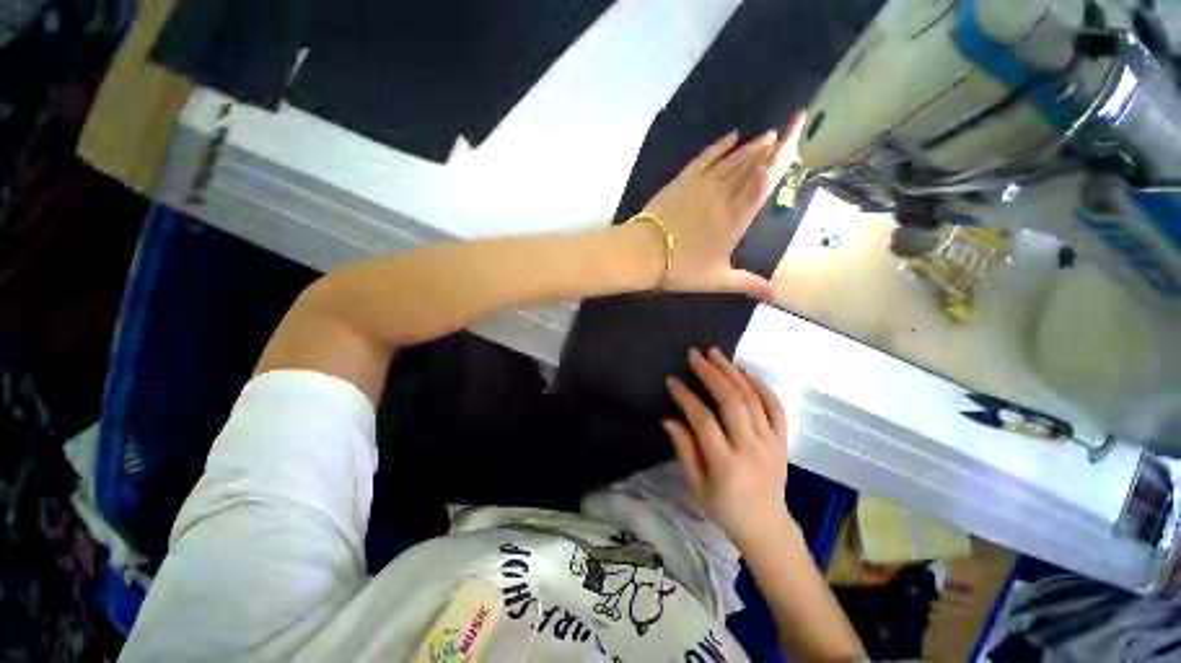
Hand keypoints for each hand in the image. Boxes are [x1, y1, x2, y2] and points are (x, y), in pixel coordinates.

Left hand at [641, 113, 804, 300]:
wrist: (644, 253)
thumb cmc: (681, 268)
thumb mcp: (717, 280)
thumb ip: (748, 283)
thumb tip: (776, 297)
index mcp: (737, 217)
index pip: (765, 181)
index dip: (783, 157)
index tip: (796, 139)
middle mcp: (724, 194)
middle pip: (752, 164)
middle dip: (773, 147)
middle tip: (788, 132)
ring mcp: (702, 184)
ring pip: (733, 159)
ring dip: (752, 146)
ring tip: (768, 135)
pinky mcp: (683, 180)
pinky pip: (705, 158)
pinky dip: (720, 146)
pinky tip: (732, 136)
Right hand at [663, 348, 791, 548]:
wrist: (767, 526)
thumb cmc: (724, 508)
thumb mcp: (696, 486)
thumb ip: (684, 449)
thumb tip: (668, 418)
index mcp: (725, 464)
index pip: (704, 421)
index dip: (686, 397)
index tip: (672, 380)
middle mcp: (751, 449)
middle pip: (732, 402)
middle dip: (711, 373)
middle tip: (695, 354)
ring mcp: (771, 443)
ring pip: (753, 399)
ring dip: (733, 372)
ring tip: (715, 353)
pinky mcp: (783, 441)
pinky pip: (776, 408)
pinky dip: (762, 386)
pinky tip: (746, 371)